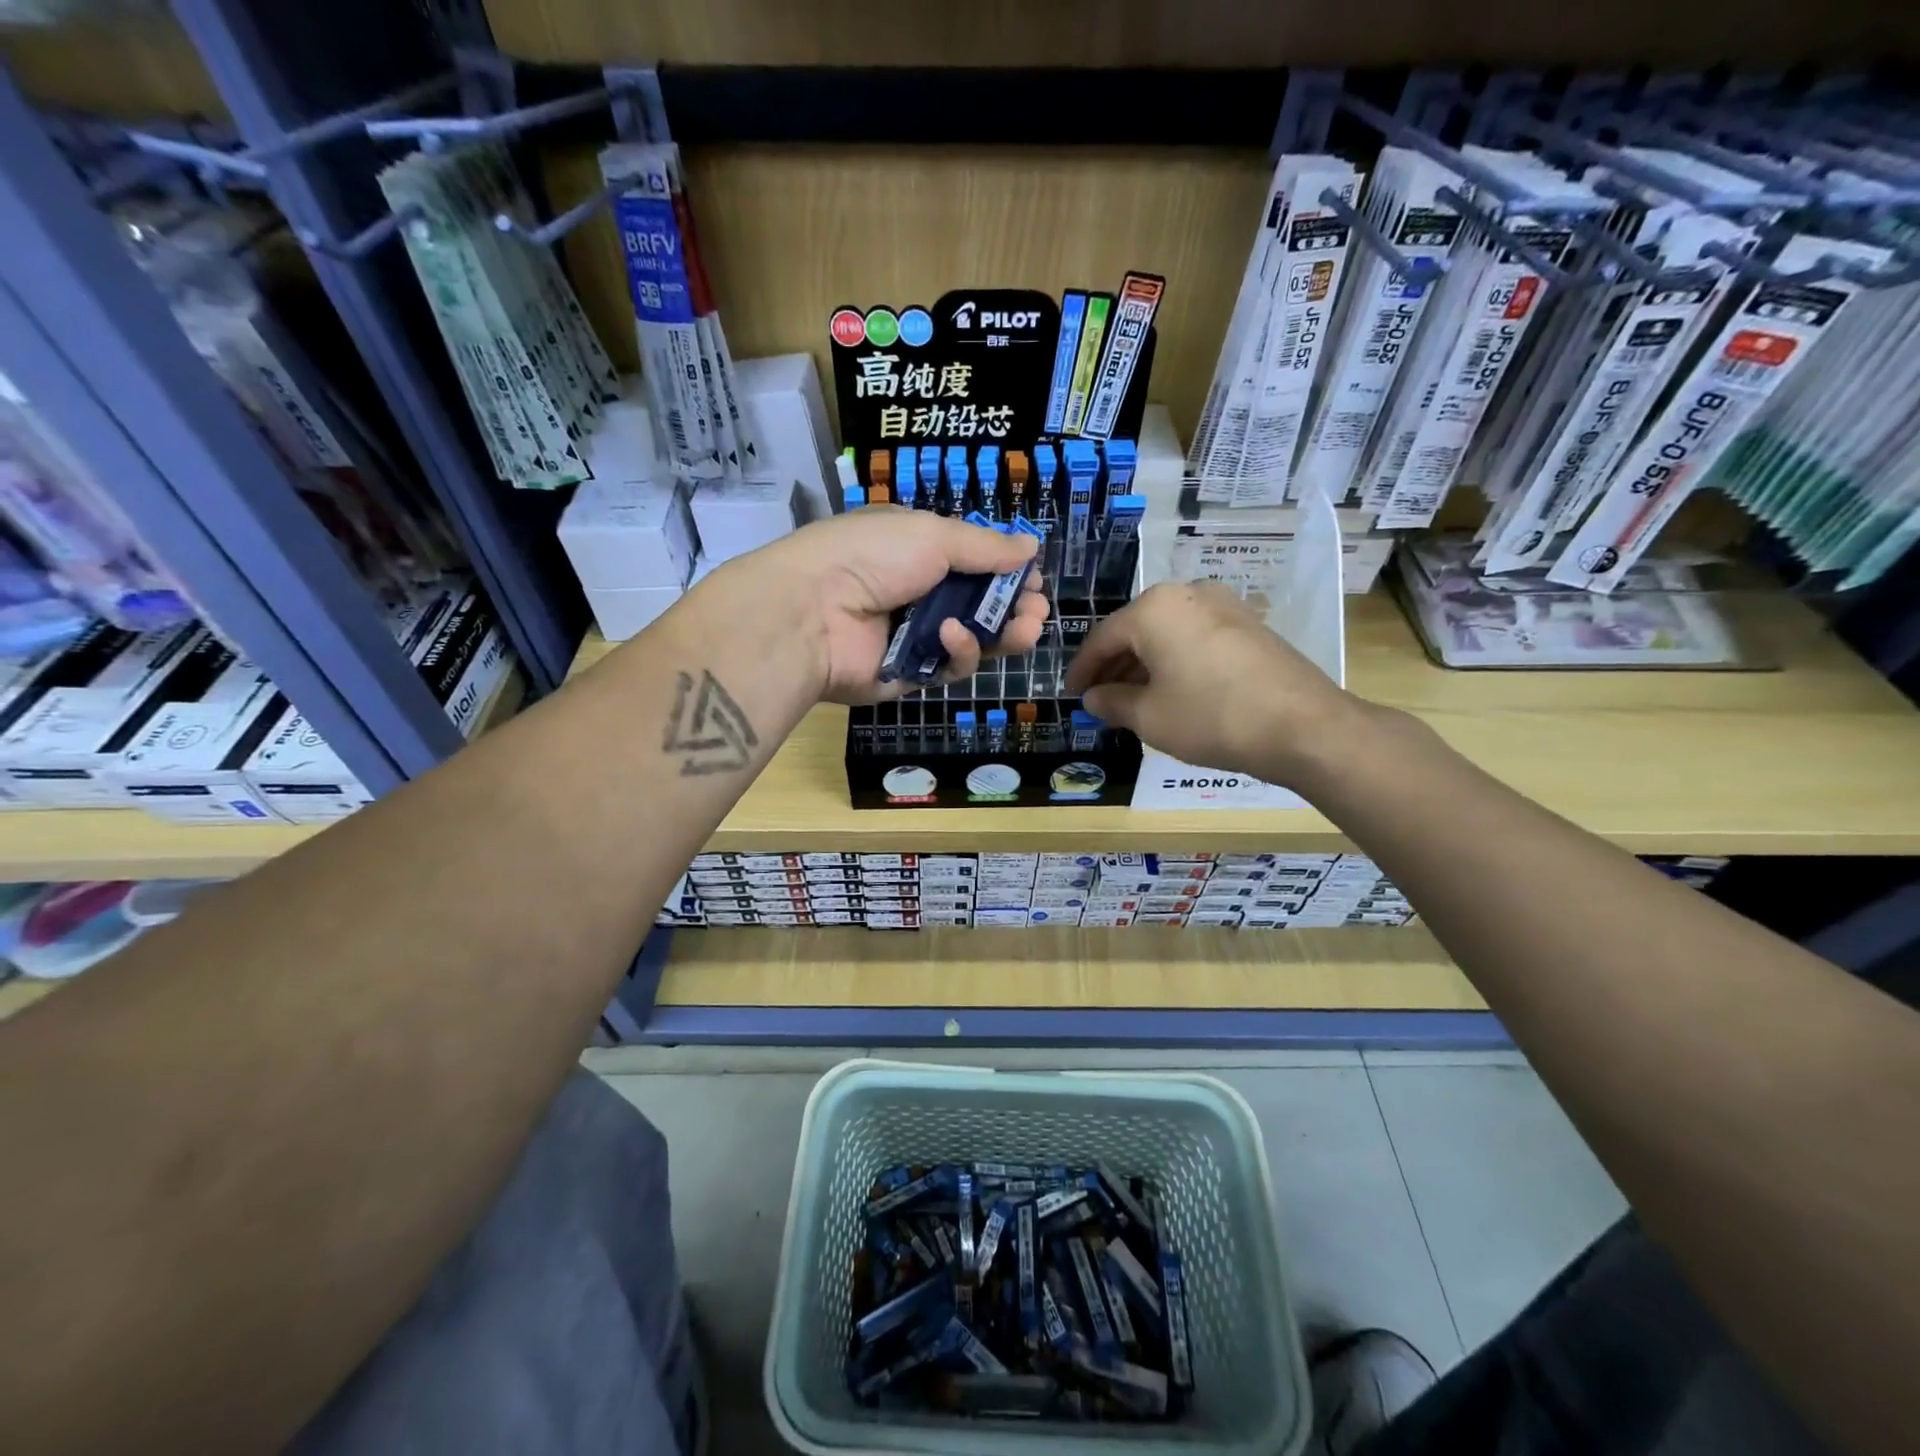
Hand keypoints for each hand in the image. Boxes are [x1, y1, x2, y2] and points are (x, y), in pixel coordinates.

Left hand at [709, 506, 1047, 705]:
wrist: (811, 613)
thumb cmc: (871, 558)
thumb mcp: (932, 536)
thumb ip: (985, 546)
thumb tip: (1031, 546)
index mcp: (917, 551)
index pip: (973, 563)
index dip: (1006, 571)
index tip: (1033, 577)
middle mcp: (918, 593)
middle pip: (980, 605)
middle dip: (1014, 607)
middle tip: (1037, 610)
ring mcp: (914, 636)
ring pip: (973, 640)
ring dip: (1002, 633)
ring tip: (1024, 628)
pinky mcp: (911, 674)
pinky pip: (949, 666)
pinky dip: (958, 652)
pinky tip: (952, 636)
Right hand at [1063, 581, 1359, 783]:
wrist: (1303, 726)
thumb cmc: (1211, 717)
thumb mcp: (1149, 717)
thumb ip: (1112, 702)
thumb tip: (1094, 698)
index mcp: (1154, 608)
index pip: (1102, 638)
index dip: (1083, 670)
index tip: (1072, 694)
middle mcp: (1187, 593)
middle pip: (1135, 630)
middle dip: (1114, 666)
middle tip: (1100, 699)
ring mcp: (1223, 604)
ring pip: (1166, 633)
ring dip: (1144, 664)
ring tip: (1133, 700)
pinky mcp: (1248, 623)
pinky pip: (1194, 636)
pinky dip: (1175, 660)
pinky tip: (1172, 690)